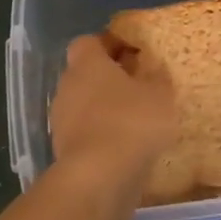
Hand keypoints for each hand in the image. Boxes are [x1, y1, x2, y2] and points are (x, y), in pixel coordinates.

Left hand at [49, 35, 177, 192]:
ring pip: (83, 104)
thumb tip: (153, 70)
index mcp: (86, 63)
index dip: (110, 44)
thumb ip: (157, 78)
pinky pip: (85, 132)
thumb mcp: (159, 95)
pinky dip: (101, 134)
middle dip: (109, 78)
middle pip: (85, 73)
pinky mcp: (63, 149)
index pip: (90, 42)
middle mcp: (67, 85)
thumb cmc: (131, 122)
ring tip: (136, 119)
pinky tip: (125, 146)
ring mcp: (61, 119)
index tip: (134, 53)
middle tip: (138, 86)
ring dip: (105, 108)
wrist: (98, 178)